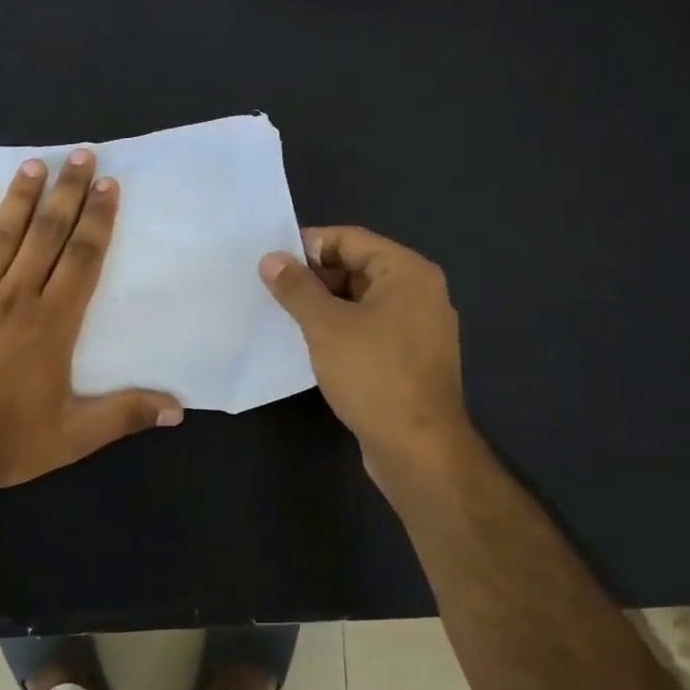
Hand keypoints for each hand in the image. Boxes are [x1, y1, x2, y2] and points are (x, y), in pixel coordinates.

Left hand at [0, 149, 180, 505]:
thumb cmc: (4, 440)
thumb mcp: (73, 437)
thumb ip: (124, 415)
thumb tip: (178, 409)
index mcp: (52, 323)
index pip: (82, 258)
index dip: (98, 219)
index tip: (108, 186)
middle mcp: (15, 297)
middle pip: (46, 234)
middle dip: (66, 192)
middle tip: (80, 155)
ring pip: (2, 236)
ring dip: (20, 198)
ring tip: (34, 164)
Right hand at [259, 226, 472, 488]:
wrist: (418, 449)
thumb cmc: (374, 375)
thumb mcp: (326, 326)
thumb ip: (297, 288)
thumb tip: (271, 259)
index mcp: (407, 272)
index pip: (350, 239)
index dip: (308, 245)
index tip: (270, 260)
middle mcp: (419, 293)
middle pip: (357, 267)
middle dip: (314, 277)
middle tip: (271, 290)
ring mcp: (417, 328)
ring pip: (361, 301)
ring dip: (324, 305)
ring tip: (283, 315)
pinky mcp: (409, 359)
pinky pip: (369, 329)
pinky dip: (340, 330)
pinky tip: (310, 345)